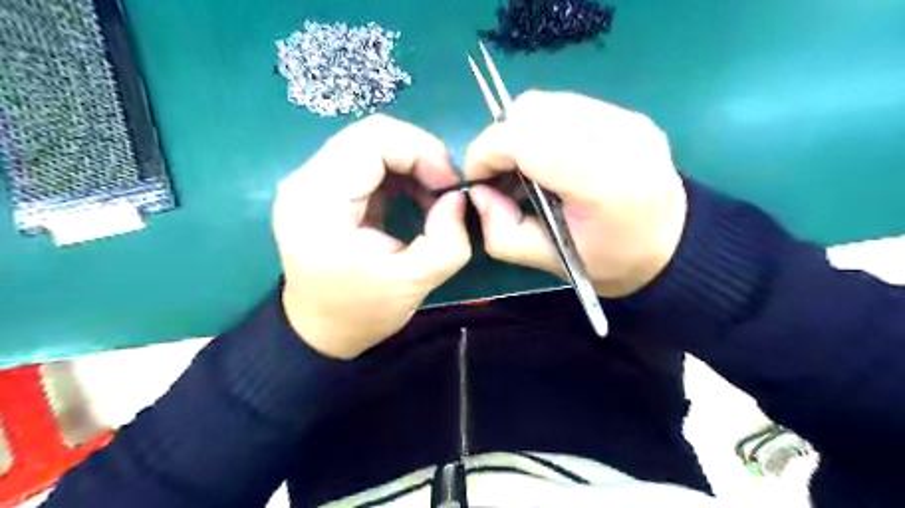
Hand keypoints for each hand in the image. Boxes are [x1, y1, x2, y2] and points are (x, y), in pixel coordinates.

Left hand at [274, 115, 474, 359]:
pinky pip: (366, 161)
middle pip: (371, 134)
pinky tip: (413, 198)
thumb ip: (448, 240)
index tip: (450, 186)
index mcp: (319, 201)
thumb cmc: (360, 312)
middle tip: (445, 190)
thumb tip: (457, 197)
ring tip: (432, 198)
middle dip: (420, 155)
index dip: (422, 151)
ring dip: (411, 163)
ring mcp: (310, 181)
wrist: (319, 331)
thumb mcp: (415, 283)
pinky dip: (399, 173)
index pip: (373, 139)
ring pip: (370, 143)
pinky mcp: (322, 188)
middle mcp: (306, 180)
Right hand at [467, 92, 686, 296]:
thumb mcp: (549, 261)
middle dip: (500, 139)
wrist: (672, 248)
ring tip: (522, 166)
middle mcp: (619, 137)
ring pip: (546, 102)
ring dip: (519, 131)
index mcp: (602, 182)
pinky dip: (542, 127)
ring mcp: (628, 119)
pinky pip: (566, 106)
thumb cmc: (610, 263)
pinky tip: (548, 156)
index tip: (477, 178)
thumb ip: (502, 232)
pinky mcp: (629, 114)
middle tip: (499, 175)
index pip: (524, 139)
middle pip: (531, 110)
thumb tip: (479, 192)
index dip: (486, 152)